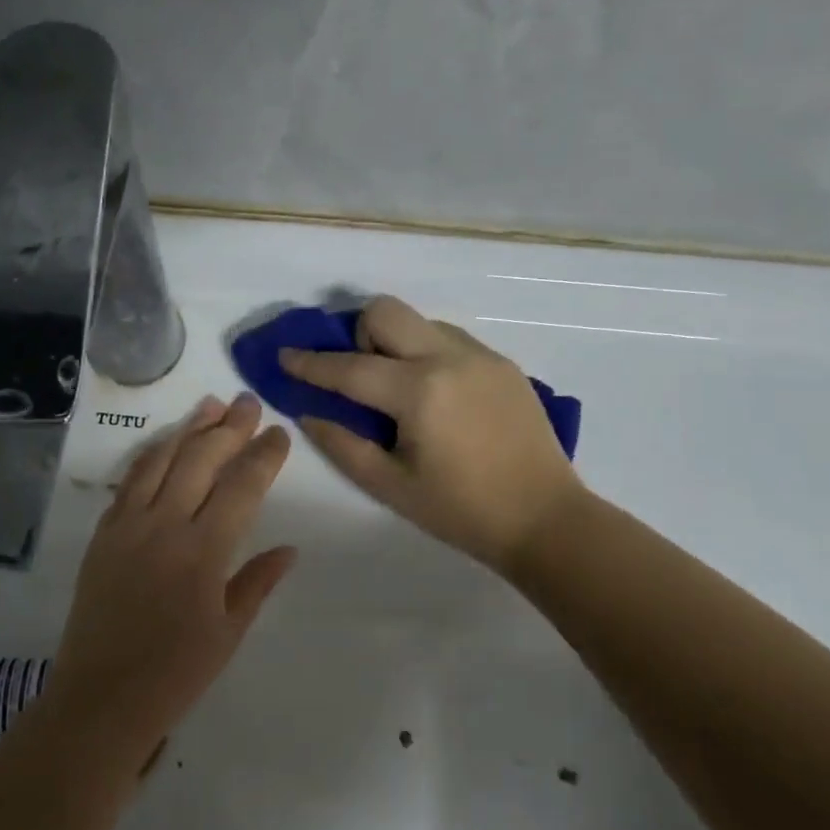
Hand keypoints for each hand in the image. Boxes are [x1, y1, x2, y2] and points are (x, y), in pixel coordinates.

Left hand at [47, 393, 295, 766]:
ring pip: (161, 460)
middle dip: (229, 427)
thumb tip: (288, 548)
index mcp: (203, 552)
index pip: (241, 487)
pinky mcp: (104, 533)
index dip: (263, 456)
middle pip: (201, 460)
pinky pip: (130, 481)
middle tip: (248, 403)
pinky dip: (151, 455)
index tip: (279, 433)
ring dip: (188, 429)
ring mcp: (128, 525)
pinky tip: (166, 443)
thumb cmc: (175, 674)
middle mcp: (165, 526)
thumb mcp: (228, 632)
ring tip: (210, 404)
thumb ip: (257, 582)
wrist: (101, 697)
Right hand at [280, 296, 582, 574]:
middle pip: (386, 311)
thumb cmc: (461, 510)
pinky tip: (435, 395)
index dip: (310, 363)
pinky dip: (426, 353)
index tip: (284, 355)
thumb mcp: (389, 486)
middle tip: (358, 375)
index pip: (348, 367)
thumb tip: (310, 412)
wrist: (545, 519)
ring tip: (398, 388)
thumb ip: (342, 444)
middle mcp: (449, 358)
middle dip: (357, 333)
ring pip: (419, 320)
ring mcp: (481, 356)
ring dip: (394, 342)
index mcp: (419, 392)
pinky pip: (448, 339)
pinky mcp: (502, 363)